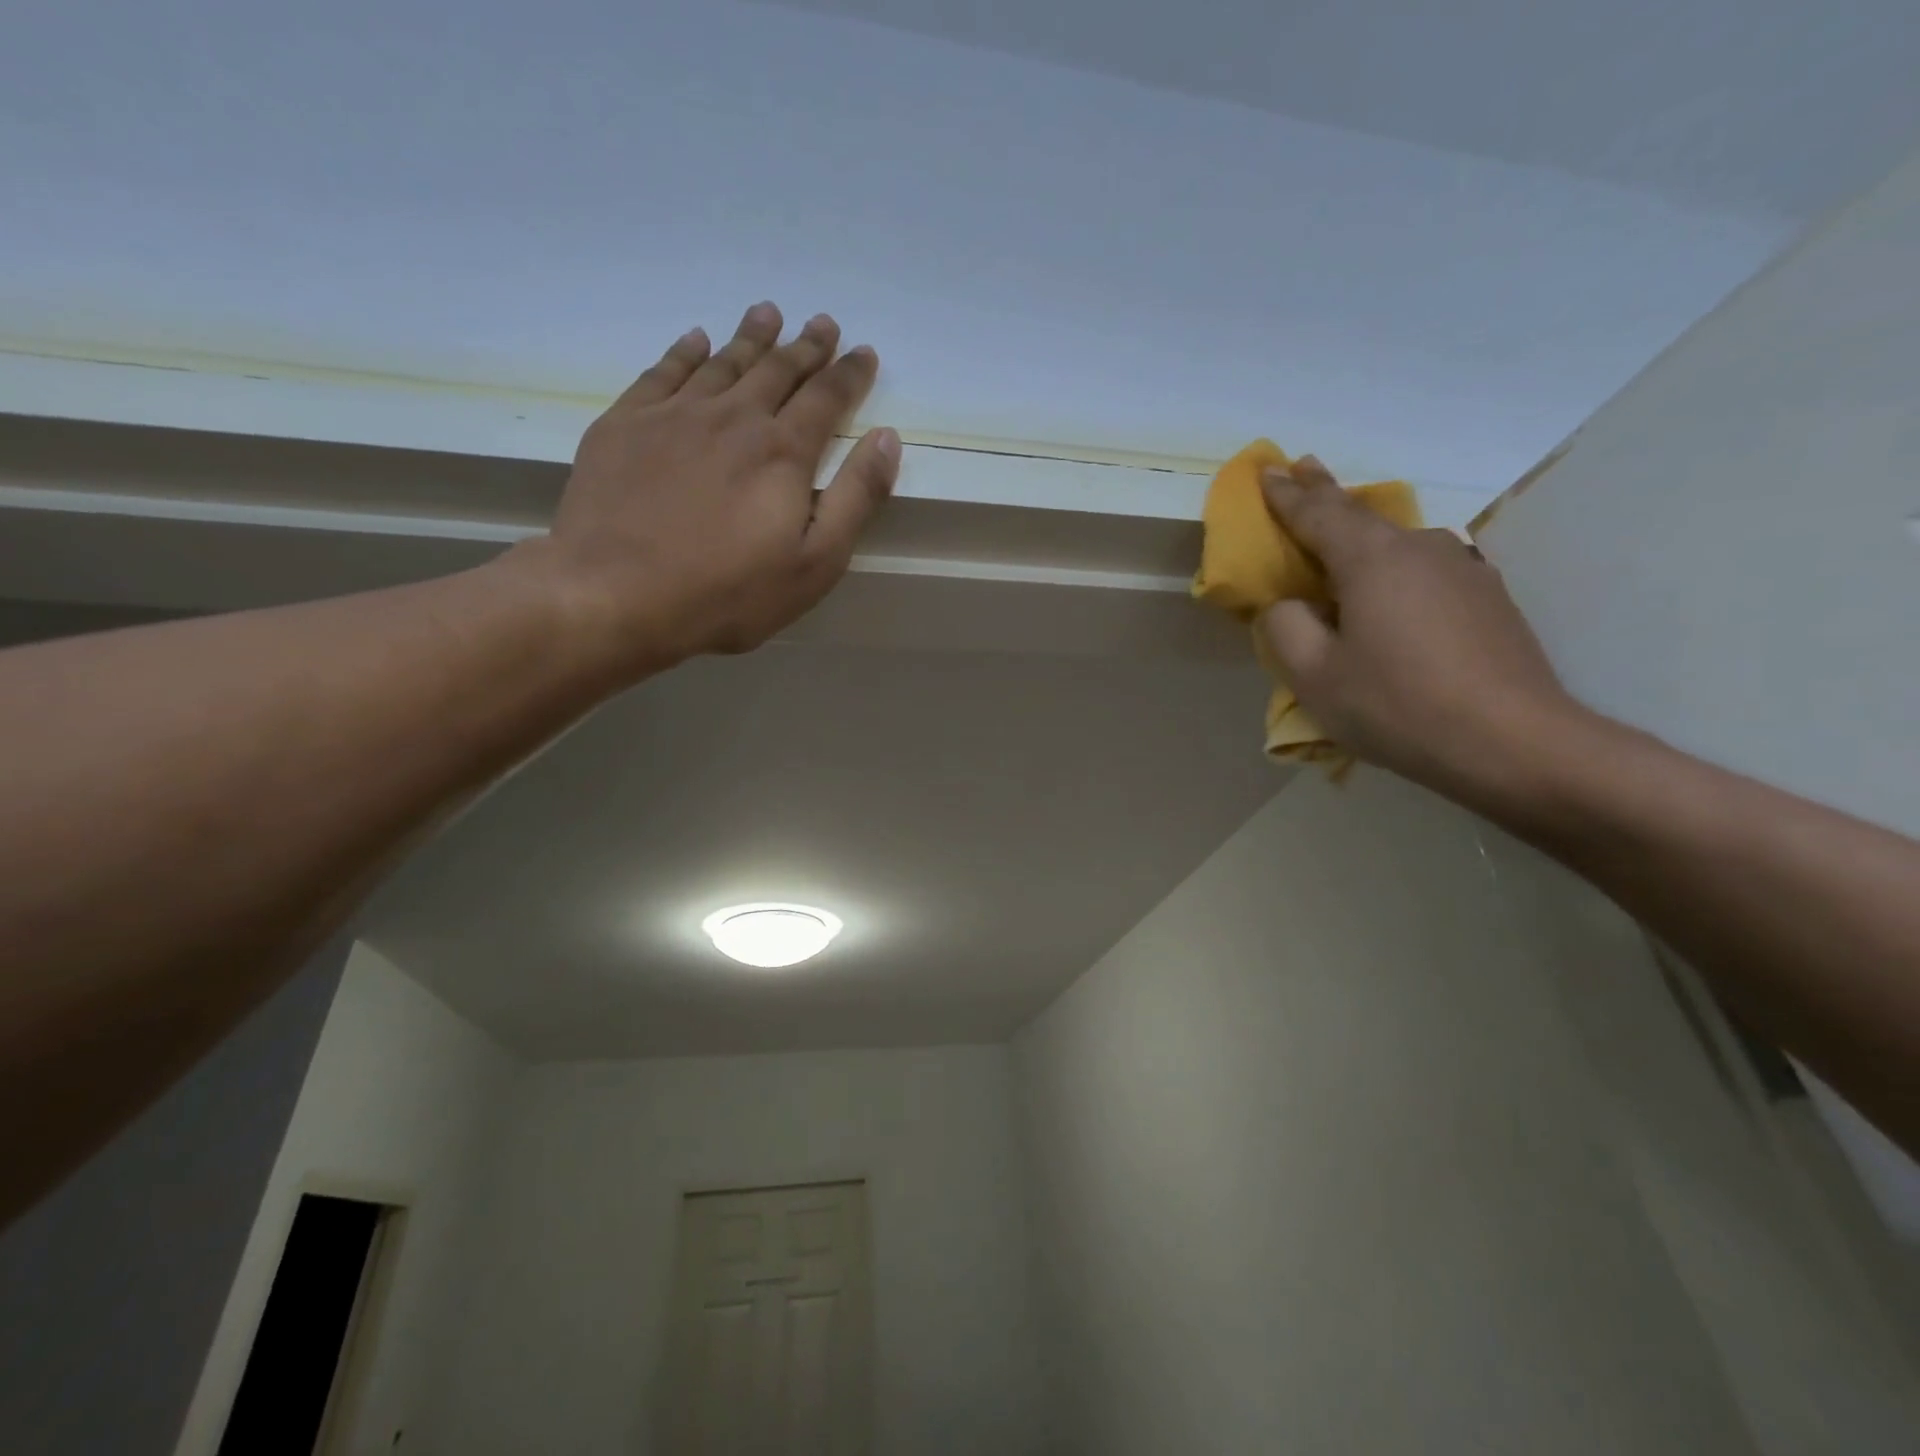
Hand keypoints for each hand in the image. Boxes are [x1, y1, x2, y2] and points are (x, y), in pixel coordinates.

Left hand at [518, 301, 900, 672]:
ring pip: (723, 362)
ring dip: (751, 337)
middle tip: (822, 323)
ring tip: (767, 313)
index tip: (863, 352)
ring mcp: (675, 415)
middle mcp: (733, 418)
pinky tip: (696, 340)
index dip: (849, 374)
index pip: (826, 398)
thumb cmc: (729, 592)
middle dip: (806, 346)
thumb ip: (856, 497)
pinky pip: (663, 371)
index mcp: (783, 452)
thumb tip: (887, 437)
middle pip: (777, 370)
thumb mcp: (815, 562)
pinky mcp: (626, 424)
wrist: (616, 594)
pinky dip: (685, 351)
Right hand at [1258, 456, 1580, 796]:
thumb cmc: (1397, 706)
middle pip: (1362, 513)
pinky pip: (1425, 570)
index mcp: (1372, 560)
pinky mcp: (1488, 599)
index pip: (1317, 514)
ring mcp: (1463, 570)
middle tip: (1305, 466)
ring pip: (1398, 542)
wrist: (1514, 742)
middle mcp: (1421, 549)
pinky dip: (1395, 569)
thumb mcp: (1314, 676)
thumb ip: (1285, 628)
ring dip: (1363, 533)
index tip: (1267, 469)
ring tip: (1343, 535)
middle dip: (1326, 490)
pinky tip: (1392, 592)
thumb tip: (1289, 605)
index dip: (1285, 494)